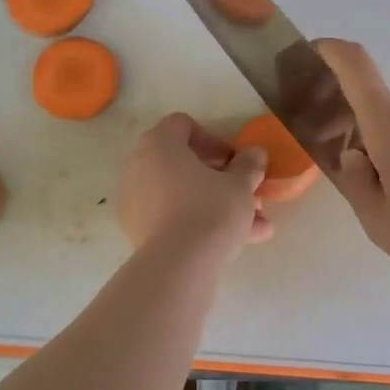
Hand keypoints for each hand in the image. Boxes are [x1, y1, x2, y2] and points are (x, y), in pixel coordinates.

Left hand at [118, 113, 274, 257]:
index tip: (234, 161)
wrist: (178, 264)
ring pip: (181, 195)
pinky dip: (197, 224)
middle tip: (245, 194)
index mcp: (159, 144)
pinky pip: (171, 217)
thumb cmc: (211, 210)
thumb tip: (255, 154)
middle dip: (219, 179)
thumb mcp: (240, 185)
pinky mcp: (136, 230)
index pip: (183, 125)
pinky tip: (233, 244)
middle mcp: (138, 166)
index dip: (213, 139)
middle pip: (182, 163)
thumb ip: (249, 165)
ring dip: (215, 205)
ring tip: (254, 227)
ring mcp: (133, 200)